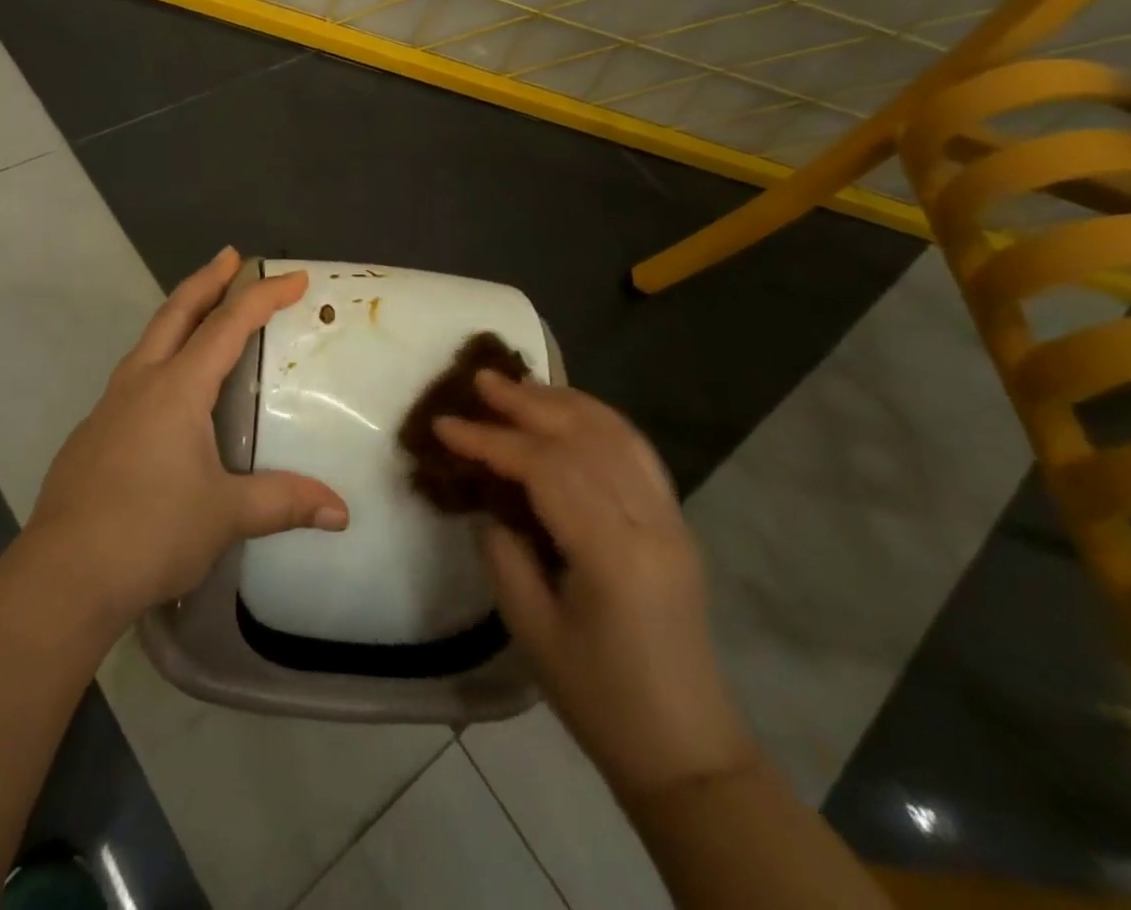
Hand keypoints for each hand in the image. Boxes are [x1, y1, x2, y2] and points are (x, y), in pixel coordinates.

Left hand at [24, 247, 348, 626]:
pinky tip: (166, 392)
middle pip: (176, 313)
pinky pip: (133, 378)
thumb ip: (283, 502)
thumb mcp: (226, 515)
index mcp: (177, 389)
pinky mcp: (92, 433)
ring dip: (178, 316)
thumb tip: (342, 512)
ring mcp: (109, 406)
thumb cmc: (150, 532)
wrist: (62, 574)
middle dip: (207, 280)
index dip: (263, 297)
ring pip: (148, 341)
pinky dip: (159, 359)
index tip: (295, 278)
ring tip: (201, 313)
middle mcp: (140, 383)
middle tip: (231, 256)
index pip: (228, 327)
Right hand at [436, 375, 755, 801]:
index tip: (444, 425)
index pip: (545, 469)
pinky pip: (636, 452)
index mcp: (613, 554)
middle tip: (479, 380)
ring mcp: (670, 519)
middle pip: (584, 438)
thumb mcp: (531, 628)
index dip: (490, 440)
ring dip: (563, 402)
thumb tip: (490, 500)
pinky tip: (569, 411)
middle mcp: (650, 523)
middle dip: (527, 403)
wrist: (686, 749)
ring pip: (616, 435)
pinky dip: (598, 420)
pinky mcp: (675, 523)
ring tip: (518, 384)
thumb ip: (504, 550)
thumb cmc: (599, 698)